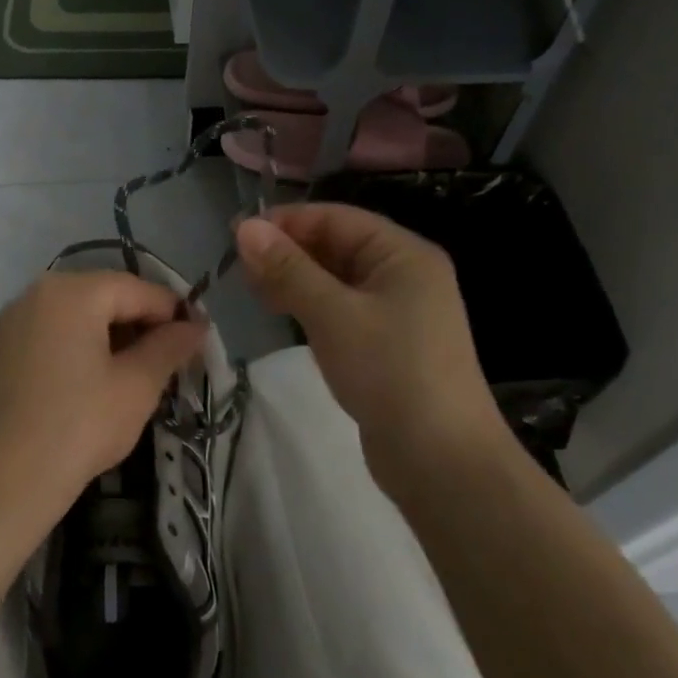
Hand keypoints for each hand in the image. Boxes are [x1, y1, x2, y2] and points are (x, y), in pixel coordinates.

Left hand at [0, 270, 206, 569]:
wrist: (2, 481)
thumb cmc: (79, 427)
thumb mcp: (137, 387)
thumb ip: (169, 348)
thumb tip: (195, 327)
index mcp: (71, 292)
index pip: (136, 289)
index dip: (173, 312)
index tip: (197, 340)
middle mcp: (34, 294)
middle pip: (102, 297)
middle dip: (139, 324)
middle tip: (167, 362)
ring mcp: (9, 322)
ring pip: (73, 316)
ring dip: (108, 337)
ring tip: (132, 375)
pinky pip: (47, 335)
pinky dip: (75, 348)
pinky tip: (89, 384)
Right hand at [236, 204, 508, 464]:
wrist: (440, 459)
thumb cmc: (390, 372)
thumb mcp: (333, 314)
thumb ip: (288, 269)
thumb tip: (245, 228)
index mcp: (403, 255)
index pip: (337, 218)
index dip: (286, 221)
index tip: (237, 235)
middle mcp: (404, 276)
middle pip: (337, 247)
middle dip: (288, 251)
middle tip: (237, 267)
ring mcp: (397, 314)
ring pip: (335, 281)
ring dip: (294, 279)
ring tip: (251, 289)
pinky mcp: (385, 347)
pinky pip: (340, 311)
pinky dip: (309, 307)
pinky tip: (281, 314)